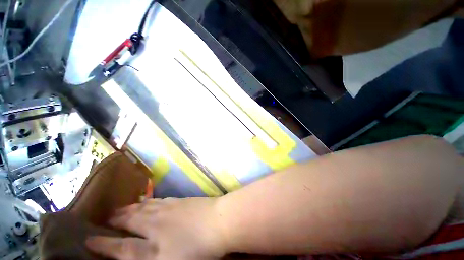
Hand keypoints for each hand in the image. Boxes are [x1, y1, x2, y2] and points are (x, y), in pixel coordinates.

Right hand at [85, 197, 226, 259]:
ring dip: (130, 209)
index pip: (120, 248)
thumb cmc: (199, 250)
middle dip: (115, 220)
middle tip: (106, 218)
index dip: (102, 245)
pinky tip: (145, 201)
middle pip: (130, 221)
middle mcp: (155, 226)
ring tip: (121, 209)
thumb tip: (135, 257)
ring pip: (143, 208)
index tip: (88, 240)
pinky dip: (147, 201)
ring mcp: (168, 209)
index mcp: (152, 248)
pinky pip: (158, 200)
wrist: (219, 221)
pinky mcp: (179, 201)